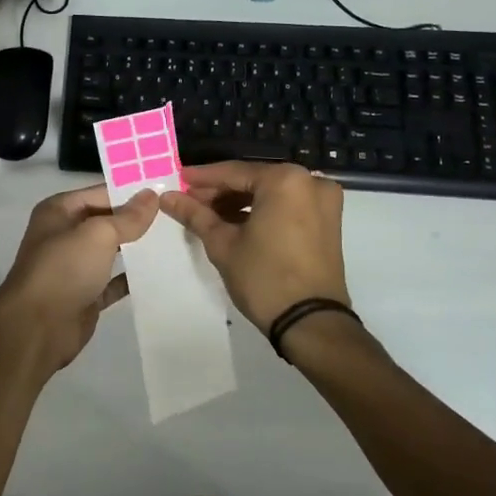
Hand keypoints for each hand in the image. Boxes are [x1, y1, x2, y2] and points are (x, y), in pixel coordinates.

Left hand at [0, 185, 158, 374]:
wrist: (37, 328)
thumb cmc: (64, 268)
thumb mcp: (98, 234)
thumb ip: (127, 217)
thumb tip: (151, 195)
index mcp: (59, 211)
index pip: (100, 192)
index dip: (131, 191)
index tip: (166, 190)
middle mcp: (64, 234)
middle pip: (106, 221)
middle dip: (137, 219)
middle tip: (176, 214)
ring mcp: (74, 266)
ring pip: (111, 251)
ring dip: (137, 248)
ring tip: (175, 239)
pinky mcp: (85, 295)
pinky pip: (113, 281)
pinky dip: (132, 278)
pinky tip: (160, 273)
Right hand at [159, 162, 349, 331]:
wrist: (311, 323)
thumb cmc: (264, 278)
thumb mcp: (222, 244)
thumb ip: (194, 214)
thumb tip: (167, 197)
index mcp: (285, 180)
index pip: (234, 172)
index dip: (202, 178)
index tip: (178, 180)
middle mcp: (309, 181)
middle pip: (254, 179)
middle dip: (221, 191)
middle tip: (190, 201)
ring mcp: (324, 201)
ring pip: (271, 192)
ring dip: (240, 201)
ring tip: (207, 215)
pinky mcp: (329, 221)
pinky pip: (287, 205)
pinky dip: (262, 210)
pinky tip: (235, 223)